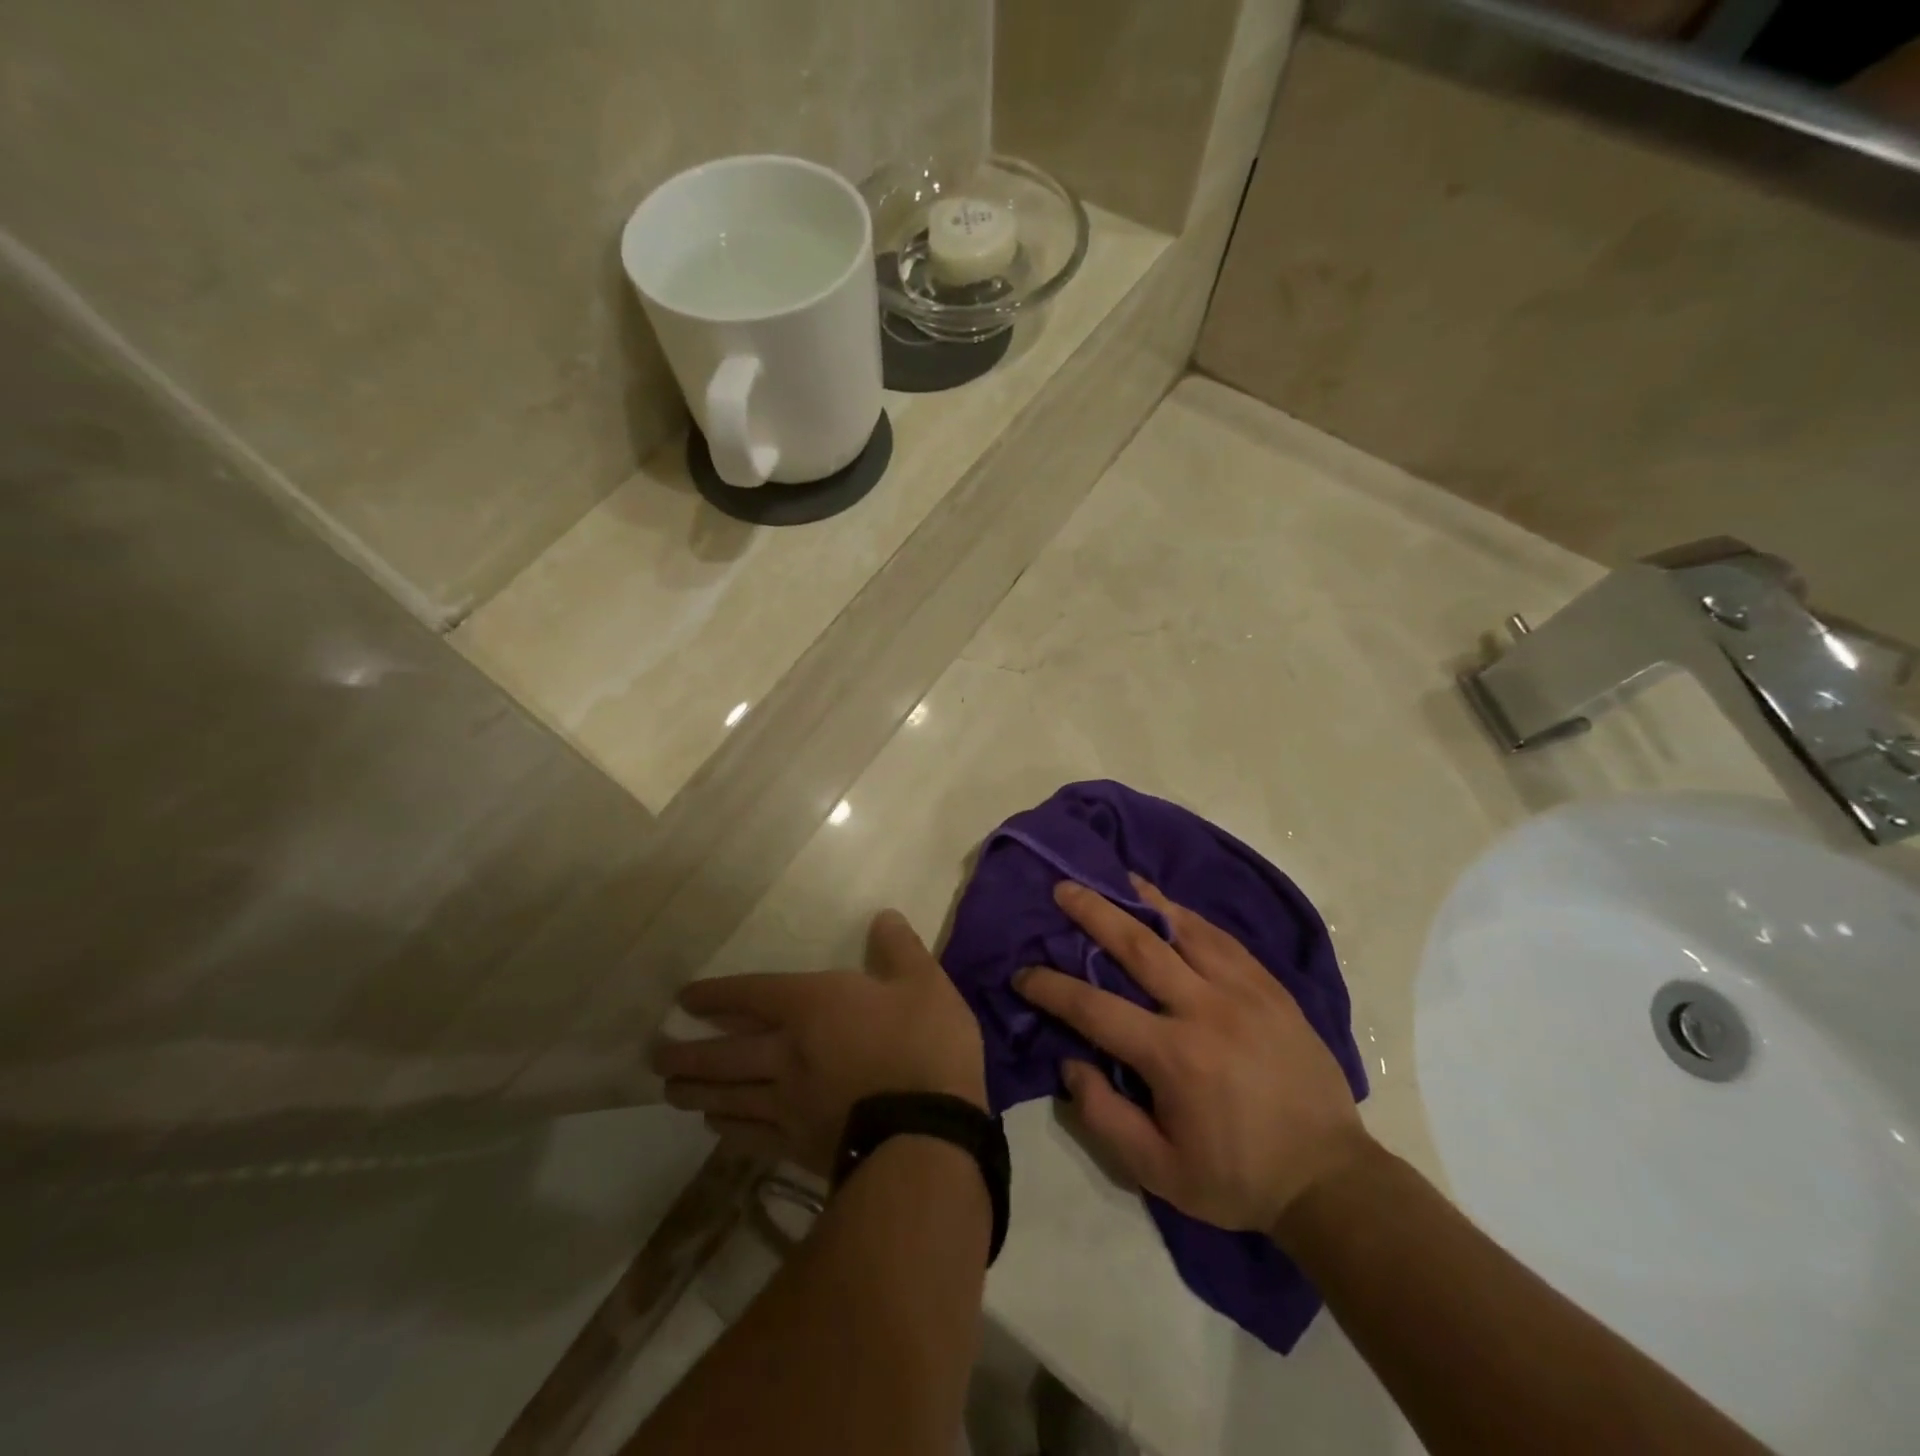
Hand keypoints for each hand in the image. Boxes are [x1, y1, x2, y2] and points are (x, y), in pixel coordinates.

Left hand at [652, 910, 986, 1175]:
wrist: (928, 1133)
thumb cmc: (927, 1045)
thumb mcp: (925, 983)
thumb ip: (899, 947)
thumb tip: (883, 916)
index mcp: (812, 1006)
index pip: (750, 995)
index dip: (715, 994)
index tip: (685, 998)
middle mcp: (786, 1052)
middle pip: (722, 1053)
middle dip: (686, 1051)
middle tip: (654, 1055)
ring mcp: (787, 1103)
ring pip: (727, 1096)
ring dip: (694, 1091)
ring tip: (670, 1090)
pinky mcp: (797, 1146)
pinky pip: (749, 1136)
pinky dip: (727, 1129)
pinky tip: (715, 1127)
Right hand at [1017, 876, 1371, 1233]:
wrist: (1329, 1177)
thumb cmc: (1235, 1177)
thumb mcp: (1158, 1171)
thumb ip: (1104, 1116)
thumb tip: (1070, 1062)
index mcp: (1173, 1055)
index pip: (1094, 1007)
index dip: (1051, 986)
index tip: (1023, 973)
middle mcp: (1204, 1009)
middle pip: (1137, 946)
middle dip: (1093, 913)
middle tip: (1064, 888)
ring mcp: (1243, 991)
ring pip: (1184, 929)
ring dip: (1143, 900)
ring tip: (1116, 877)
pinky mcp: (1271, 988)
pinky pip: (1223, 939)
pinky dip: (1189, 917)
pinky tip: (1170, 906)